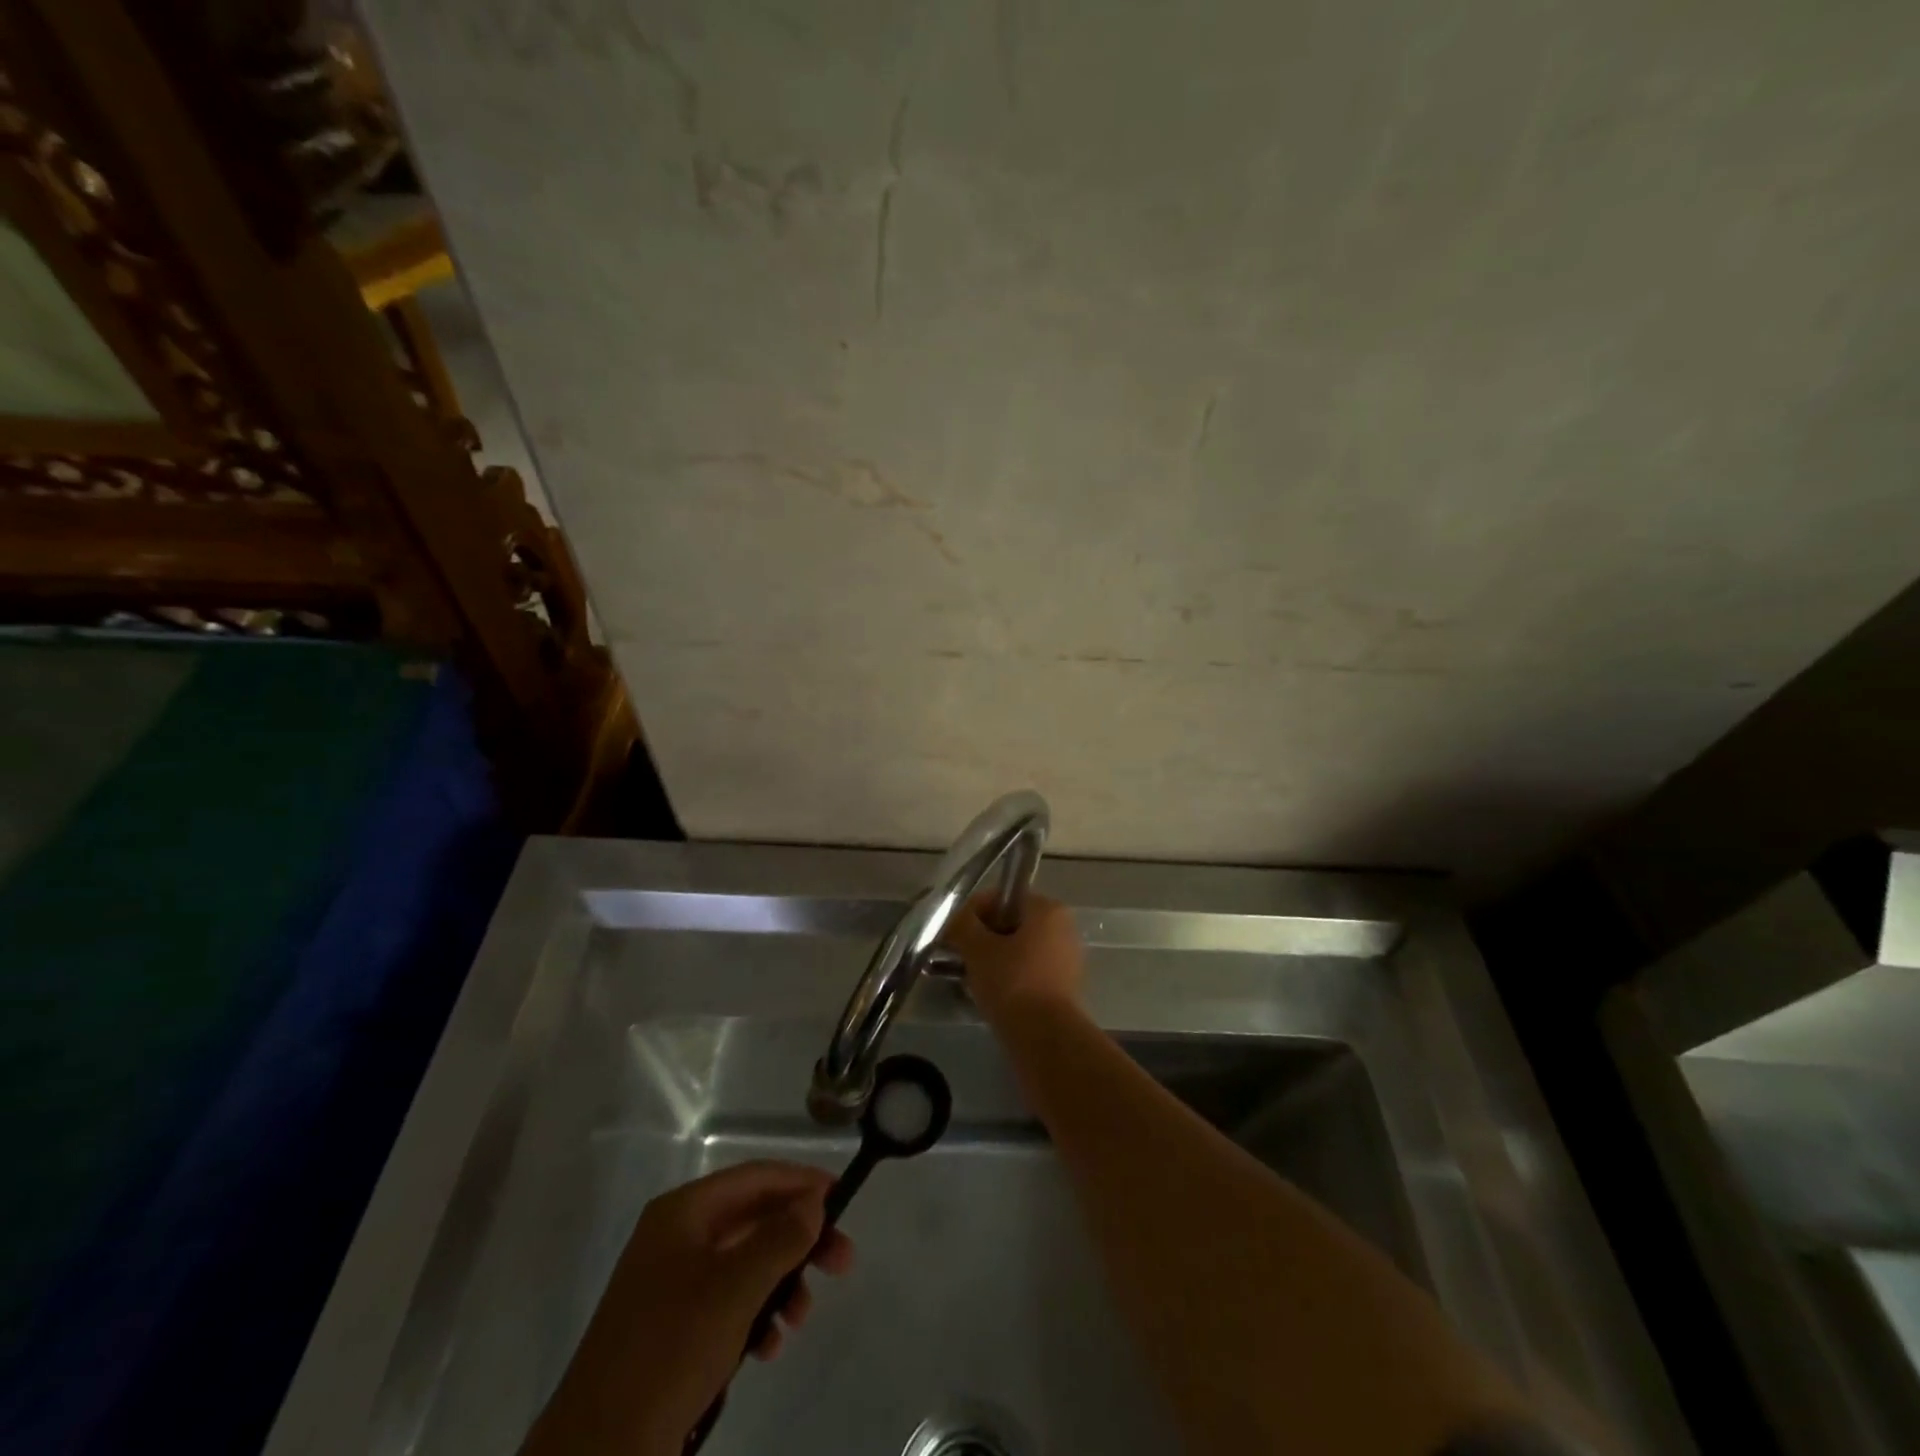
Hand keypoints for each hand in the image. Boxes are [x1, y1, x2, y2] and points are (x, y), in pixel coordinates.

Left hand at [521, 1161, 853, 1455]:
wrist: (597, 1454)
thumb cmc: (670, 1351)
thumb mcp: (735, 1288)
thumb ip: (780, 1237)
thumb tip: (813, 1201)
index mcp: (682, 1213)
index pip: (754, 1177)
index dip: (801, 1182)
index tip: (844, 1199)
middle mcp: (676, 1238)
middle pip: (753, 1220)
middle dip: (799, 1240)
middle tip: (843, 1263)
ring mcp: (670, 1285)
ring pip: (744, 1264)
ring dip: (781, 1282)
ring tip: (801, 1318)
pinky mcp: (670, 1330)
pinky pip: (727, 1303)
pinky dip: (756, 1314)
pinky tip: (770, 1346)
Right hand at [944, 892, 1083, 1025]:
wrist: (1044, 1038)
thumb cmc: (1012, 982)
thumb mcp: (977, 948)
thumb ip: (962, 925)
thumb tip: (956, 920)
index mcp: (1048, 909)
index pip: (1001, 898)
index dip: (972, 913)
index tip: (953, 934)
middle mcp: (1063, 927)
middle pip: (1010, 923)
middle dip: (982, 937)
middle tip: (959, 956)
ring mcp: (1066, 957)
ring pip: (1018, 948)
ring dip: (993, 958)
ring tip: (970, 976)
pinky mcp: (1063, 985)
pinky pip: (1028, 970)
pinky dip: (1008, 976)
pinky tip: (989, 992)